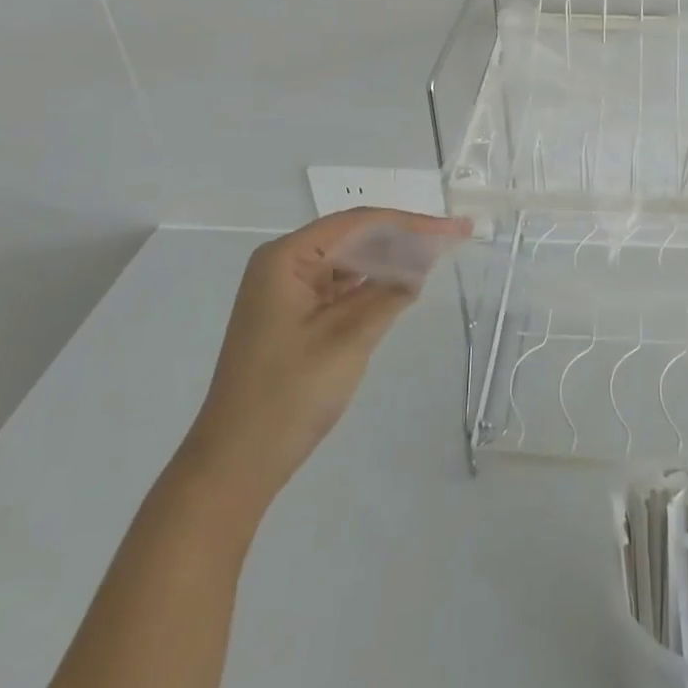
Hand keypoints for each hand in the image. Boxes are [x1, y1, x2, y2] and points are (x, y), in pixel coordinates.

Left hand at [179, 208, 471, 501]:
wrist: (234, 465)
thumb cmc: (288, 395)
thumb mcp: (348, 339)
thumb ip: (389, 294)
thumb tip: (423, 262)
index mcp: (286, 258)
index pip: (358, 223)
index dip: (410, 222)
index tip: (453, 228)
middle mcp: (283, 263)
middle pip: (353, 236)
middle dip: (403, 236)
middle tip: (452, 237)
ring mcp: (285, 290)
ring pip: (348, 260)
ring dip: (389, 259)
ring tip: (436, 254)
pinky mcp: (292, 314)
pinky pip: (339, 285)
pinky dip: (371, 284)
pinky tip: (402, 284)